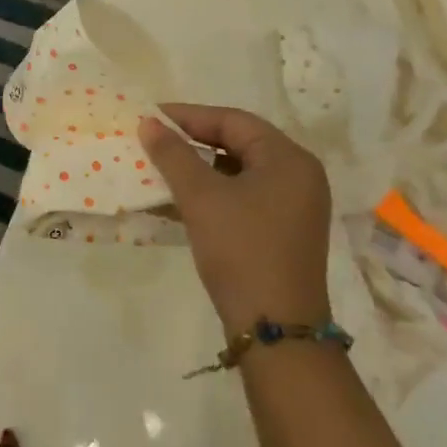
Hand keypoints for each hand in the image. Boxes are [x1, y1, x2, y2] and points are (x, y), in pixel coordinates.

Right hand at [138, 105, 332, 332]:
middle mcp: (299, 175)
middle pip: (239, 143)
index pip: (233, 121)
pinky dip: (213, 194)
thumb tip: (147, 123)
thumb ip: (173, 155)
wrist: (276, 330)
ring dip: (199, 169)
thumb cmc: (241, 250)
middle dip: (193, 142)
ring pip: (239, 172)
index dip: (189, 116)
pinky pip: (244, 197)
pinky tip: (179, 200)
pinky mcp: (284, 231)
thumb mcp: (201, 198)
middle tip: (154, 139)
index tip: (151, 116)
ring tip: (160, 168)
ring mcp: (295, 206)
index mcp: (289, 158)